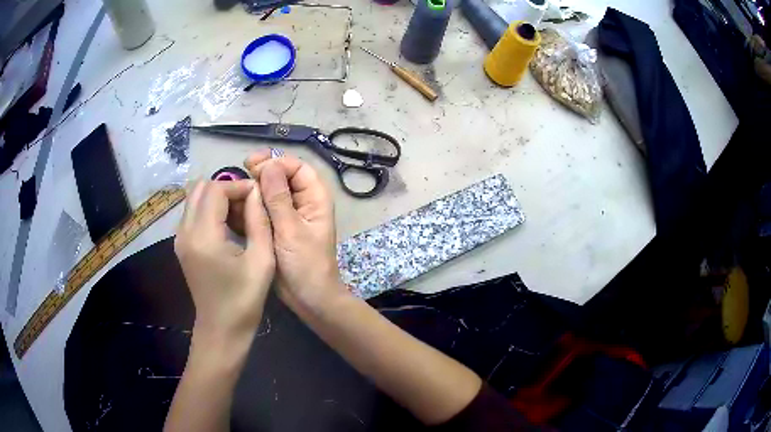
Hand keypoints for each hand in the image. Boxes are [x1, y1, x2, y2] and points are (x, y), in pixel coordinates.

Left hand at [174, 180, 274, 345]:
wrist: (222, 329)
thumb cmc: (244, 300)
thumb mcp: (261, 260)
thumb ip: (258, 220)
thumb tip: (256, 192)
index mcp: (203, 236)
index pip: (216, 189)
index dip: (238, 186)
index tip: (258, 196)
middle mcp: (185, 231)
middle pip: (200, 187)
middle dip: (226, 187)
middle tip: (248, 204)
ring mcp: (180, 238)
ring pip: (194, 197)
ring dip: (217, 197)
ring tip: (239, 213)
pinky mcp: (181, 244)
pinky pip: (192, 212)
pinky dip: (209, 208)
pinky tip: (227, 225)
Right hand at [244, 149, 347, 313]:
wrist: (308, 298)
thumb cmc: (306, 265)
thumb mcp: (291, 230)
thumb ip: (279, 198)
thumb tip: (269, 165)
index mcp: (314, 198)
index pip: (297, 167)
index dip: (276, 162)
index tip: (253, 166)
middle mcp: (301, 202)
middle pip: (281, 177)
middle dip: (261, 173)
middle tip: (241, 171)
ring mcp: (286, 216)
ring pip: (268, 193)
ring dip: (252, 189)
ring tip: (234, 189)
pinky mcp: (274, 228)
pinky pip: (261, 210)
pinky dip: (248, 206)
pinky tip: (233, 206)